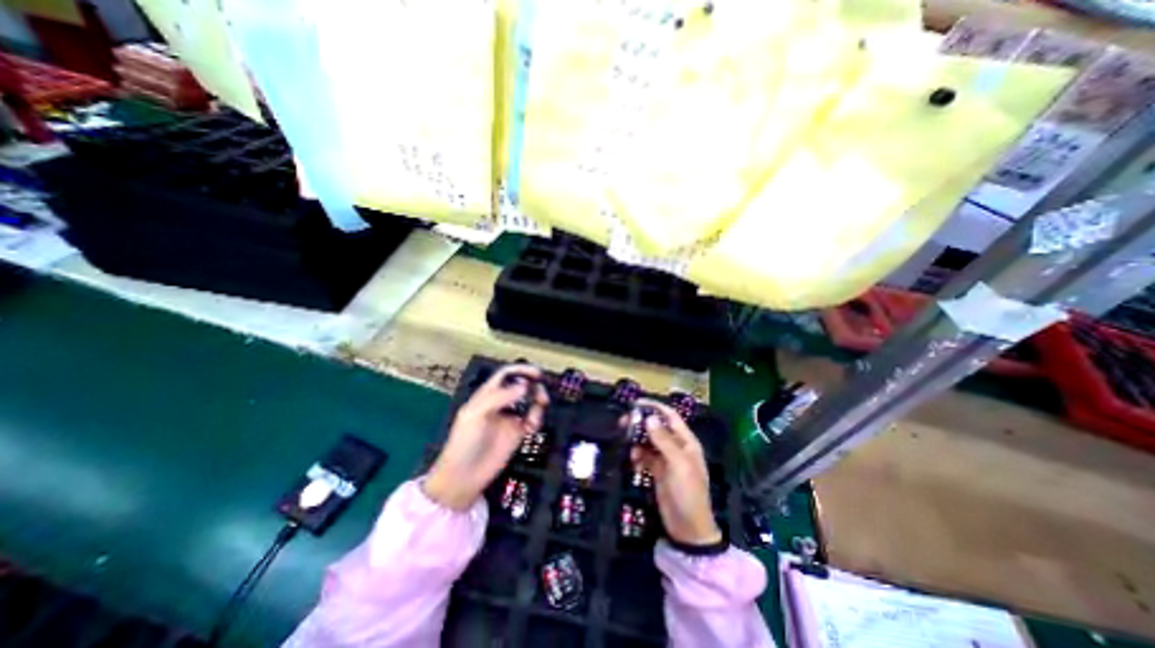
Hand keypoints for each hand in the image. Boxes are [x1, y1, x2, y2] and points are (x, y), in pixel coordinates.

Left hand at [423, 366, 550, 511]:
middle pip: (522, 386)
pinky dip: (537, 419)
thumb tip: (524, 386)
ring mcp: (510, 417)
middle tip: (542, 394)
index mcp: (487, 395)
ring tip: (537, 413)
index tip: (536, 373)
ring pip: (530, 402)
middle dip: (534, 387)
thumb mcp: (475, 414)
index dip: (521, 370)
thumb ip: (499, 397)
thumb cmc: (464, 442)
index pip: (506, 375)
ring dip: (538, 403)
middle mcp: (501, 403)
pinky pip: (533, 419)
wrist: (464, 476)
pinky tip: (532, 427)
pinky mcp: (518, 433)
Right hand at [629, 400, 718, 546]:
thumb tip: (649, 417)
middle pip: (657, 427)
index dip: (655, 407)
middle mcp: (676, 447)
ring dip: (638, 441)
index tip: (635, 403)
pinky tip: (634, 463)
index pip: (670, 416)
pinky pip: (645, 456)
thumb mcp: (678, 465)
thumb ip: (663, 440)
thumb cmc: (688, 493)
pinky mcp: (657, 471)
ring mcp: (666, 459)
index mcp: (686, 442)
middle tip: (623, 422)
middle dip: (641, 423)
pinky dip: (638, 456)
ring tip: (627, 445)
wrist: (688, 529)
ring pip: (649, 441)